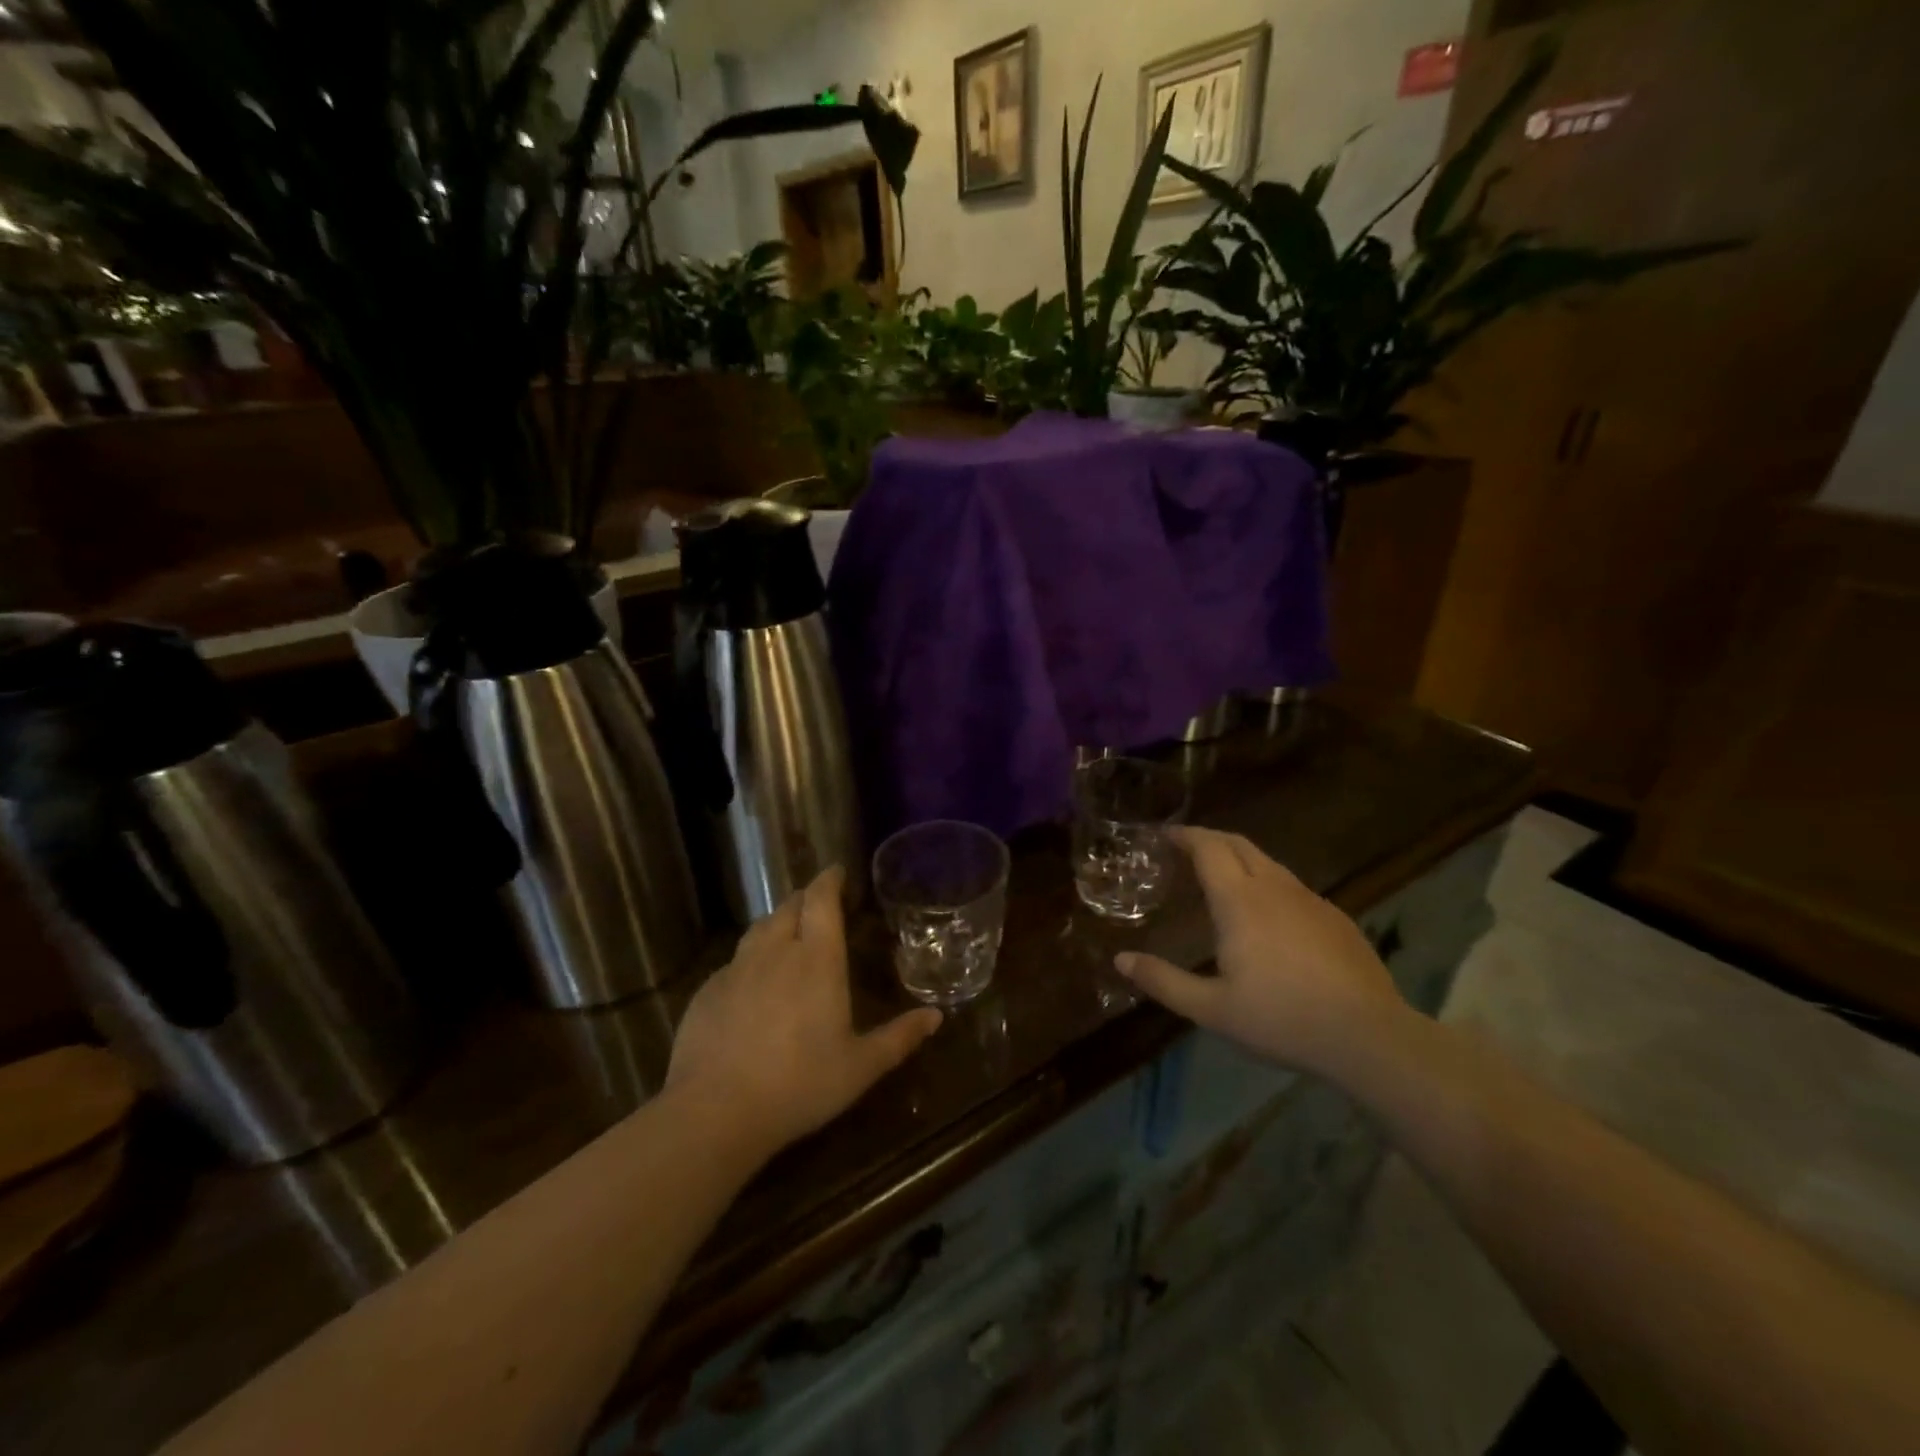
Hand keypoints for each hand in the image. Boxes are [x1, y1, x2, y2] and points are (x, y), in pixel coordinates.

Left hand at [666, 867, 942, 1156]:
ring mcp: (736, 969)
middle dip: (805, 898)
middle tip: (819, 904)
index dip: (829, 879)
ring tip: (788, 934)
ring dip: (777, 923)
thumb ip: (899, 1038)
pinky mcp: (707, 991)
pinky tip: (753, 983)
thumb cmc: (800, 1085)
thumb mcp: (860, 1067)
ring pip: (759, 929)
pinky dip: (750, 959)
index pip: (821, 899)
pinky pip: (734, 962)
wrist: (715, 1112)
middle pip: (789, 906)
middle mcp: (775, 951)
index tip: (837, 871)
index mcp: (816, 959)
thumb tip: (936, 1016)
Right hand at [1115, 827, 1406, 1076]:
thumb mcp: (1212, 1009)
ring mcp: (1311, 900)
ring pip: (1269, 863)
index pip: (1208, 847)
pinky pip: (1293, 887)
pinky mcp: (1337, 918)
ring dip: (1240, 859)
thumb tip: (1121, 960)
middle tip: (1186, 848)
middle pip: (1238, 844)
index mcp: (1239, 901)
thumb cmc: (1281, 1019)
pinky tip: (1269, 916)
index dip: (1184, 835)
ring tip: (1222, 878)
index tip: (1164, 835)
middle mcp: (1275, 888)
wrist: (1369, 1037)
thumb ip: (1163, 981)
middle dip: (1209, 838)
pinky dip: (1268, 883)